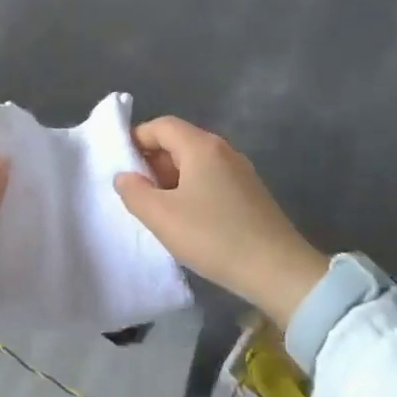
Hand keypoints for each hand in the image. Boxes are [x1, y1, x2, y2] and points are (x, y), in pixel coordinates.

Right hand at [114, 117, 329, 327]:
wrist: (278, 271)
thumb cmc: (213, 236)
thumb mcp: (161, 216)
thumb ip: (134, 192)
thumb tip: (124, 176)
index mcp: (201, 146)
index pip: (161, 126)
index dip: (136, 139)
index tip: (119, 164)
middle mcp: (223, 151)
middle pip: (179, 142)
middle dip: (151, 161)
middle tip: (135, 191)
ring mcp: (240, 172)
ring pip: (195, 164)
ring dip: (170, 180)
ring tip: (156, 209)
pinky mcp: (250, 194)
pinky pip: (210, 180)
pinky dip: (190, 191)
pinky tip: (185, 220)